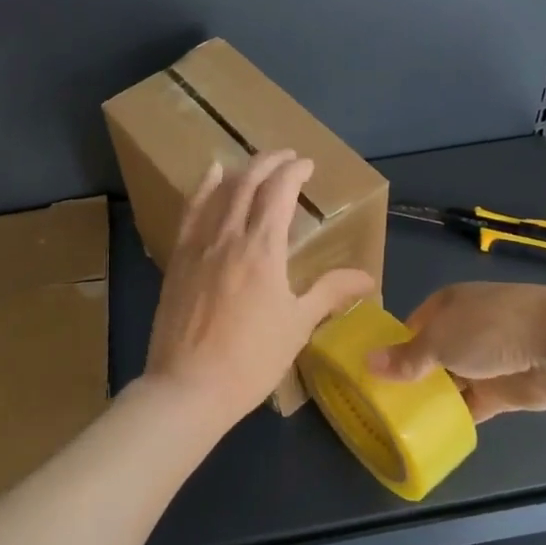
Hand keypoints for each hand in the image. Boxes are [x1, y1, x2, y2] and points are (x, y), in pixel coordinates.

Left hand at [144, 150, 374, 432]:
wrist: (189, 387)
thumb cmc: (251, 360)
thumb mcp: (298, 325)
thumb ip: (330, 292)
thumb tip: (367, 278)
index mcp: (263, 249)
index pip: (279, 192)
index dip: (294, 172)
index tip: (307, 165)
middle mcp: (228, 237)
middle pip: (247, 183)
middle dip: (269, 163)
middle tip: (287, 156)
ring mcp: (198, 247)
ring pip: (218, 193)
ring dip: (240, 171)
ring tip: (254, 163)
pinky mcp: (178, 261)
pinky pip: (190, 213)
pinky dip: (203, 189)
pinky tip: (210, 178)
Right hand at [368, 282, 545, 421]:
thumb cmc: (491, 328)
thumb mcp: (439, 340)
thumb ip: (406, 358)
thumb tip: (367, 362)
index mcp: (448, 304)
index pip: (412, 326)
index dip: (393, 347)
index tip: (372, 373)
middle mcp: (465, 329)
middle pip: (430, 355)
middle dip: (410, 376)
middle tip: (380, 404)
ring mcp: (485, 360)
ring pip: (450, 381)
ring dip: (433, 398)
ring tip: (399, 423)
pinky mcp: (503, 390)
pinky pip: (472, 404)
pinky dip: (456, 416)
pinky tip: (432, 432)